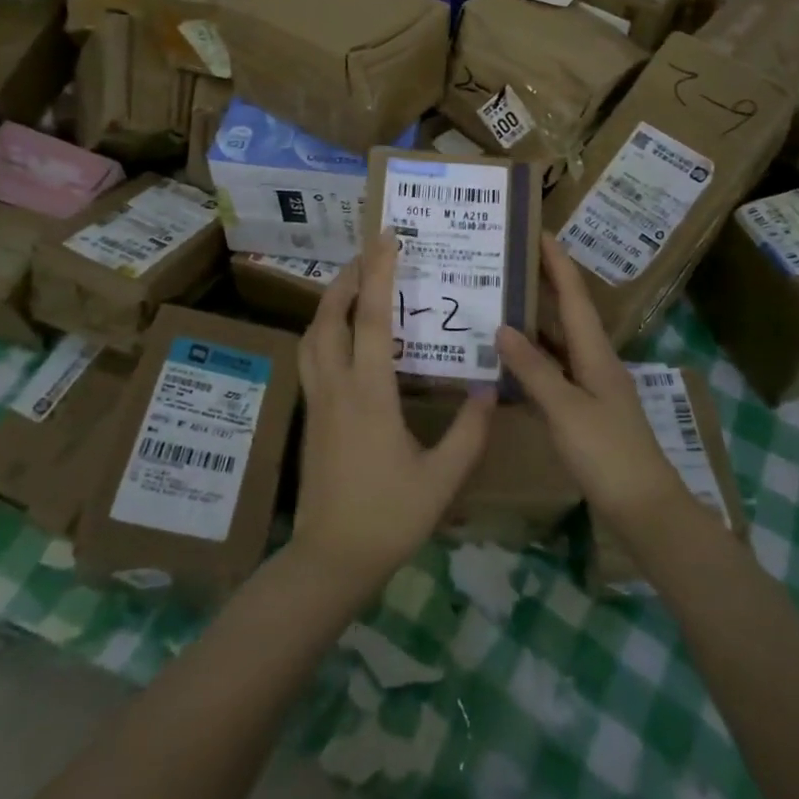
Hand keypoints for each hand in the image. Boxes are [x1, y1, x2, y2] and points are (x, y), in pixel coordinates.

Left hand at [289, 231, 495, 603]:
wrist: (329, 560)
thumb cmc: (388, 517)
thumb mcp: (441, 479)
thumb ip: (469, 433)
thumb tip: (488, 388)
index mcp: (369, 393)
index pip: (372, 318)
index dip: (379, 273)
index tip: (387, 238)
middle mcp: (336, 386)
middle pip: (330, 316)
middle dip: (347, 278)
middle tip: (369, 253)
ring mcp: (317, 400)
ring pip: (312, 335)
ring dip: (330, 302)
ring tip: (352, 285)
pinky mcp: (310, 415)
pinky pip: (311, 356)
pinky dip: (324, 330)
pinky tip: (342, 337)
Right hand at [498, 236, 714, 537]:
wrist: (645, 508)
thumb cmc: (607, 454)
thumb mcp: (565, 410)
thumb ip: (533, 369)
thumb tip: (502, 327)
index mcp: (596, 353)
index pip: (574, 296)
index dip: (558, 263)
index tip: (540, 232)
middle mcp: (596, 361)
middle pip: (569, 313)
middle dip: (545, 283)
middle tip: (512, 261)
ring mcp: (593, 386)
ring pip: (561, 342)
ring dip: (537, 320)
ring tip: (503, 301)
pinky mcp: (587, 410)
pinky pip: (556, 370)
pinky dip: (535, 358)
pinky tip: (512, 360)